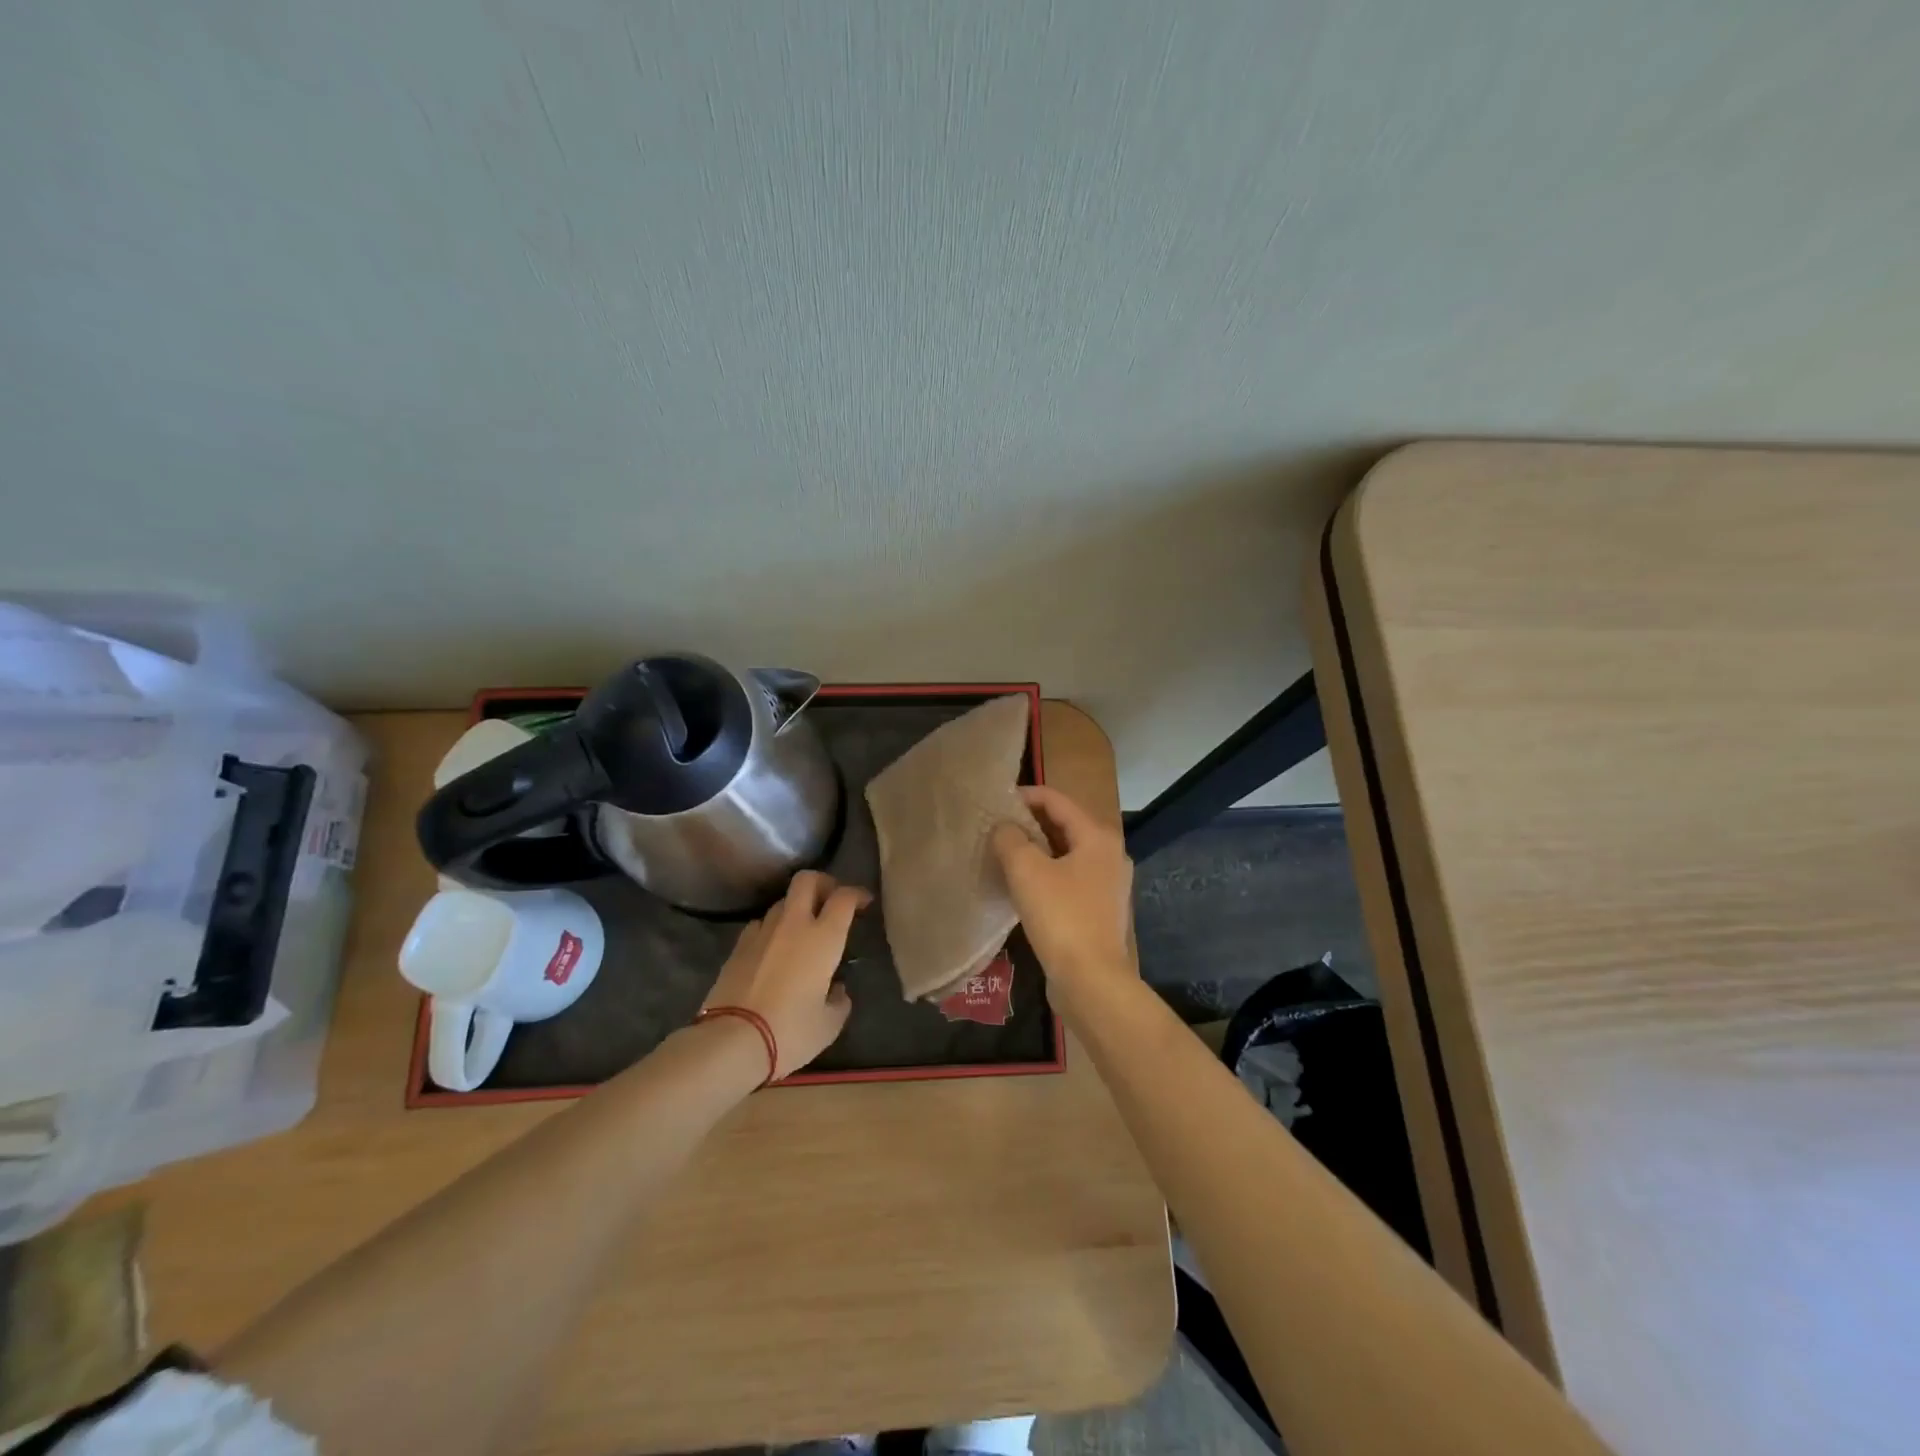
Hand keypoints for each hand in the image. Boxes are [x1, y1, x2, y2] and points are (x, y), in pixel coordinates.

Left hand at [702, 870, 868, 1079]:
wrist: (731, 1042)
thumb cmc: (790, 1032)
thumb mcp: (829, 1025)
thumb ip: (839, 1001)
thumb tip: (837, 990)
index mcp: (823, 938)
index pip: (844, 897)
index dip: (857, 894)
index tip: (864, 903)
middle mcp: (793, 925)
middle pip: (807, 880)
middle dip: (823, 883)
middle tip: (832, 901)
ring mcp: (761, 932)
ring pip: (781, 902)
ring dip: (796, 908)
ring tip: (802, 930)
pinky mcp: (737, 947)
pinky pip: (760, 924)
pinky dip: (771, 929)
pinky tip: (773, 949)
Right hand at [992, 785, 1134, 997]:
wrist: (1091, 981)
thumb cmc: (1061, 917)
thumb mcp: (1027, 871)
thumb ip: (1010, 840)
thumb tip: (1004, 828)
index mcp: (1098, 836)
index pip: (1057, 800)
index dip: (1025, 796)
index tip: (996, 802)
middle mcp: (1110, 854)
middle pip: (1065, 824)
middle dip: (1030, 822)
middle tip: (996, 826)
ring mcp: (1108, 883)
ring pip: (1066, 853)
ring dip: (1037, 849)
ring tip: (1004, 852)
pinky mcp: (1100, 908)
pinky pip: (1069, 877)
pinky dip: (1047, 872)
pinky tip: (1023, 883)